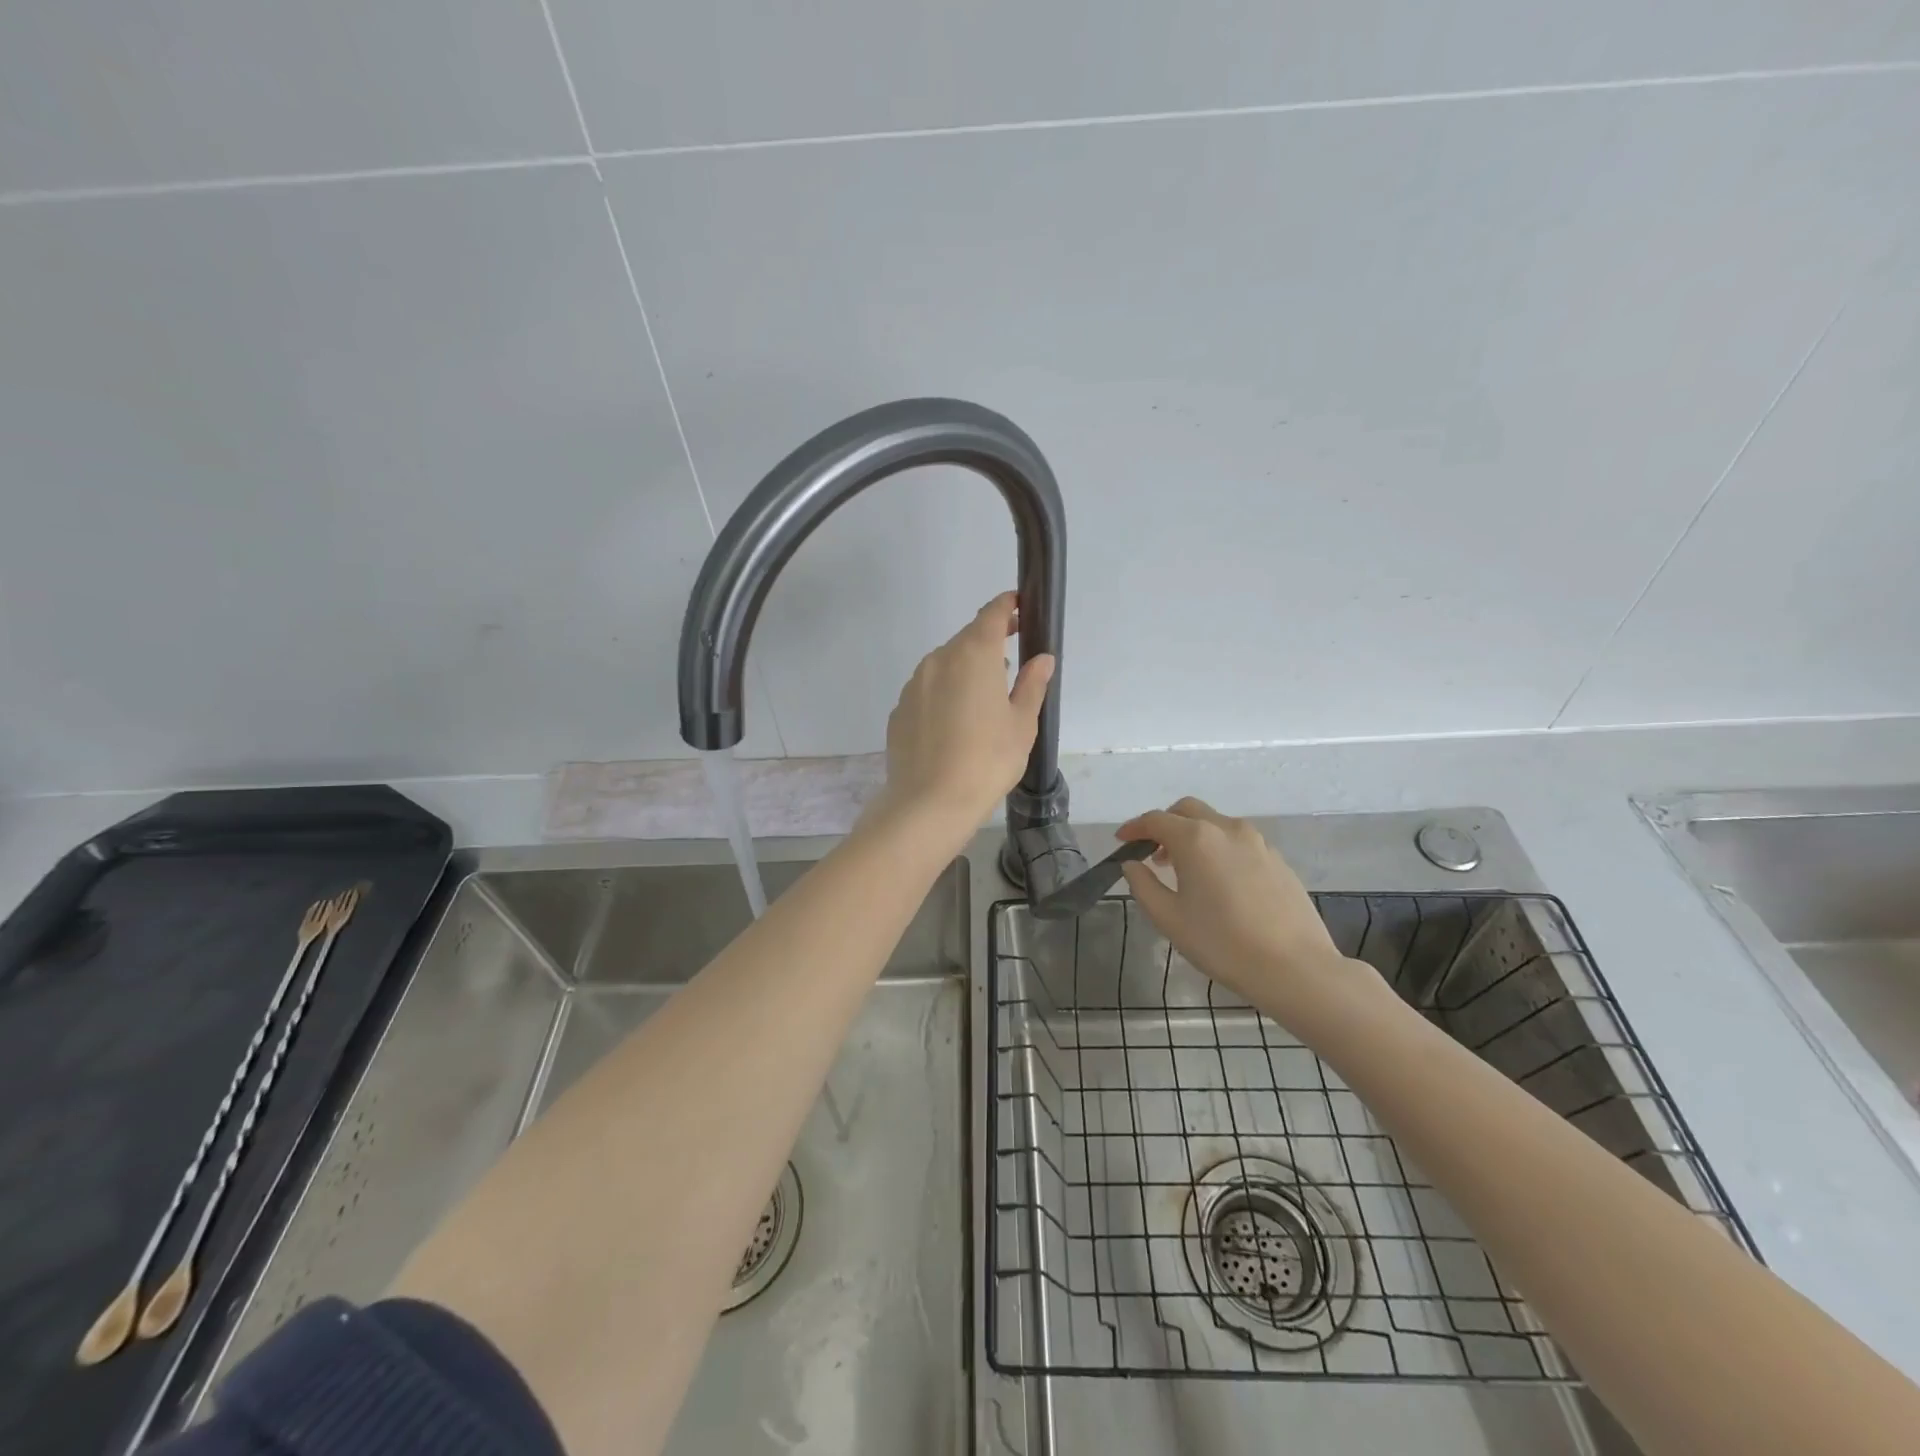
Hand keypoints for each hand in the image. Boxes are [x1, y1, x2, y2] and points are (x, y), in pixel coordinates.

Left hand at [873, 592, 1054, 836]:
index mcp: (973, 655)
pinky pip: (927, 692)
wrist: (930, 802)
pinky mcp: (899, 710)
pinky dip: (944, 696)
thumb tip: (1042, 659)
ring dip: (965, 673)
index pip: (991, 615)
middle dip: (989, 645)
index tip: (1020, 605)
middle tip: (1009, 666)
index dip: (1007, 606)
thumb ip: (1031, 684)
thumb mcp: (1022, 724)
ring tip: (983, 704)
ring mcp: (914, 685)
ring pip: (944, 666)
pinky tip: (954, 727)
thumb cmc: (987, 760)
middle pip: (966, 640)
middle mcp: (938, 660)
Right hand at [1119, 797, 1392, 1028]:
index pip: (1155, 820)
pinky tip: (1219, 881)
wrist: (1295, 968)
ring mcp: (1257, 842)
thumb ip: (1143, 885)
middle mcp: (1227, 829)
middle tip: (1152, 853)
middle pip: (1187, 810)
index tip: (1121, 842)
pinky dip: (1218, 848)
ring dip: (1193, 835)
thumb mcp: (1169, 919)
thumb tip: (1132, 865)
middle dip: (1164, 824)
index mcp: (1196, 839)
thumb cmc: (1222, 944)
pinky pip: (1238, 841)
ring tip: (1185, 870)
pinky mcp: (1277, 859)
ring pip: (1215, 823)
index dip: (1134, 828)